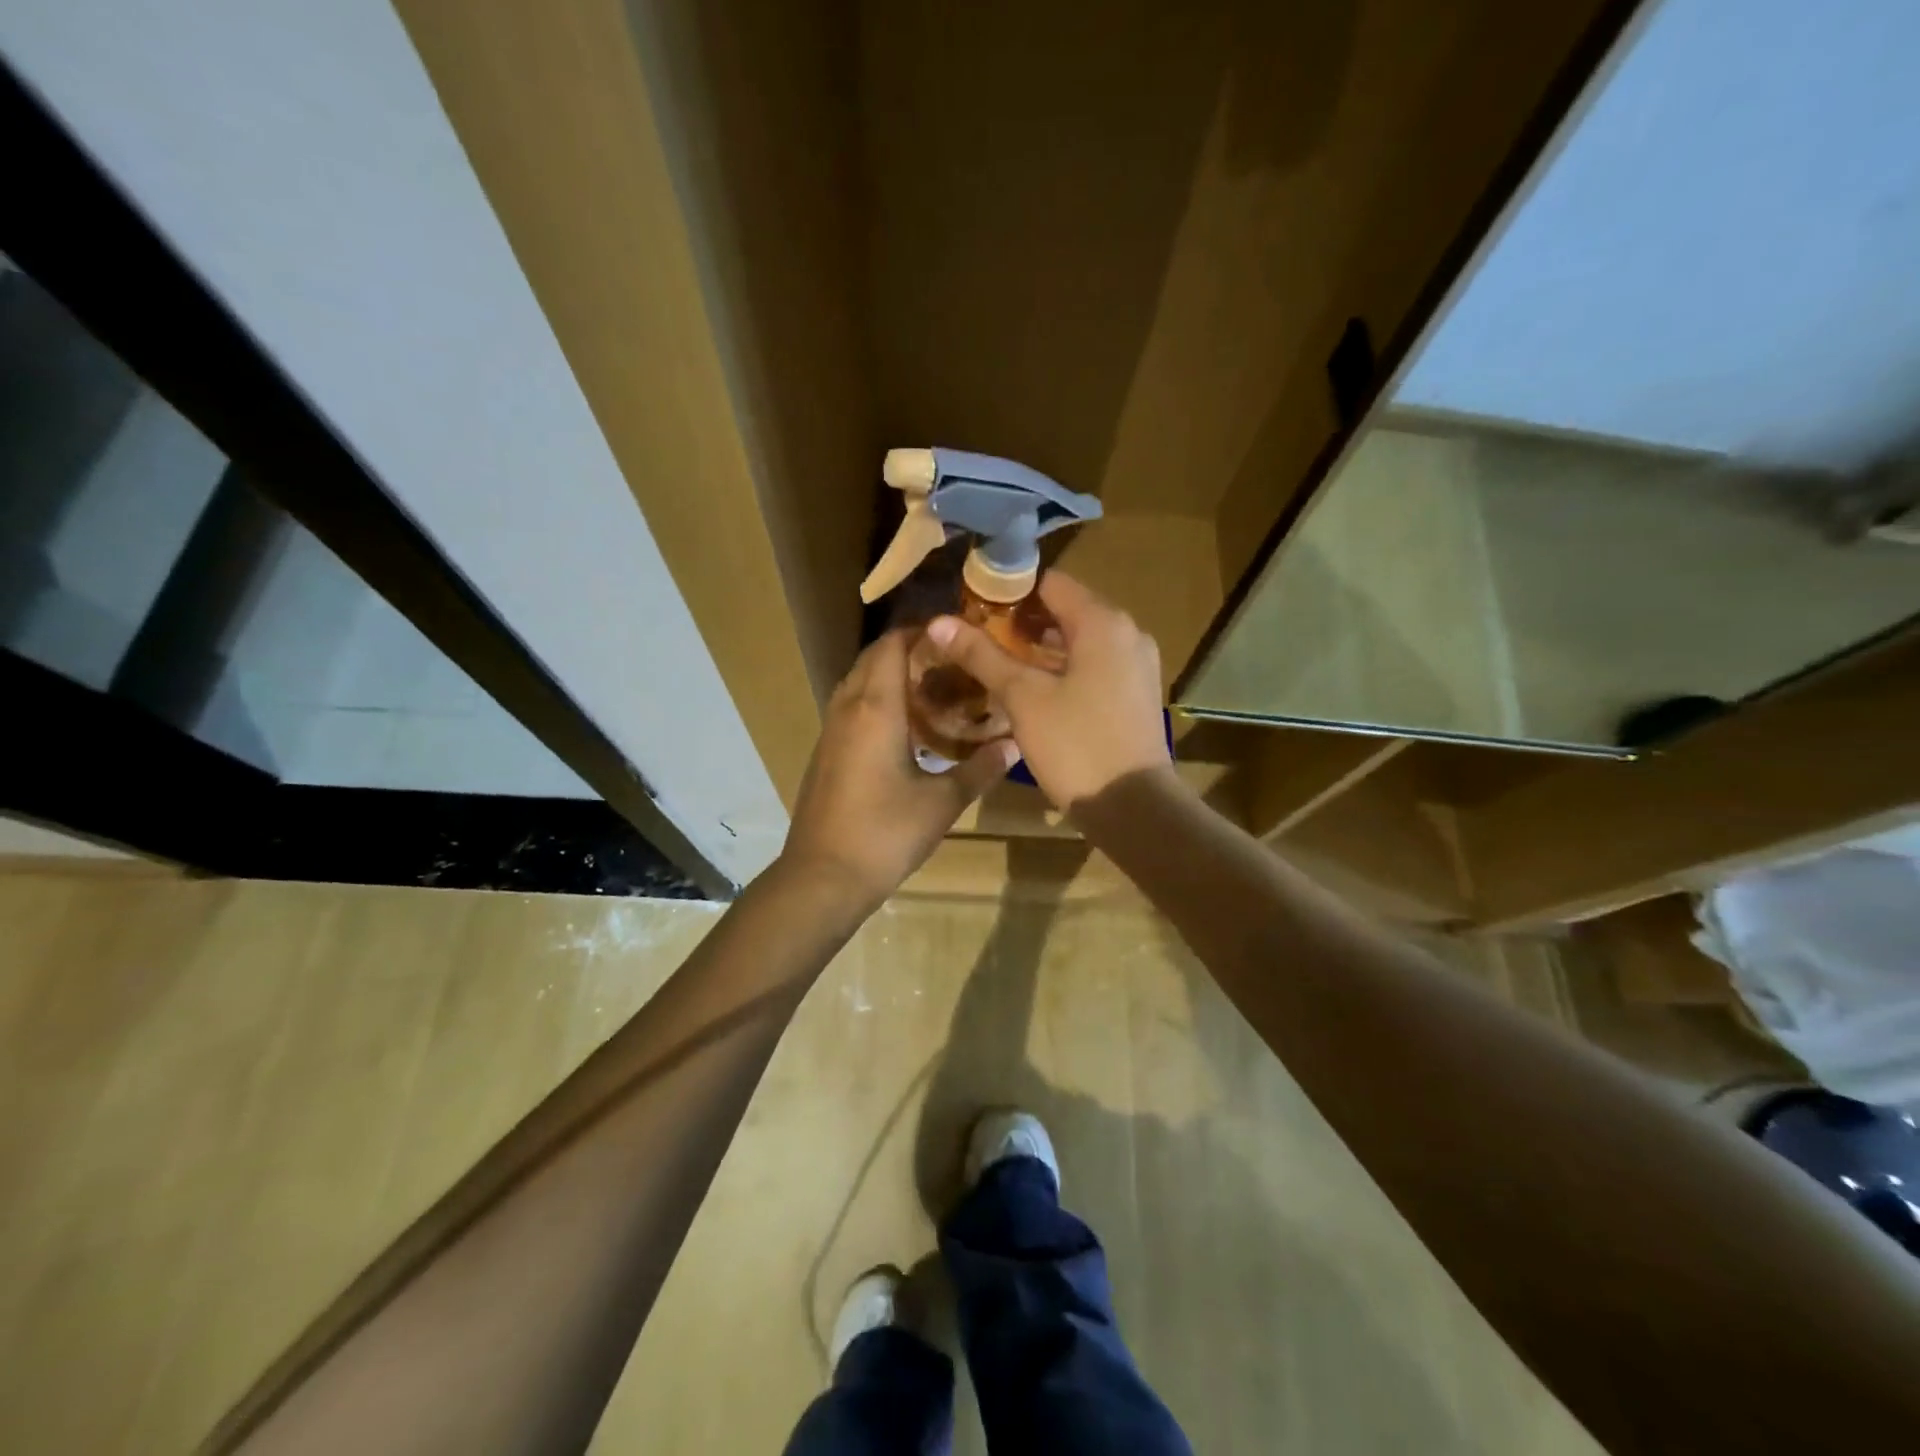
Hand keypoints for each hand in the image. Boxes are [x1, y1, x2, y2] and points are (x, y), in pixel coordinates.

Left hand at [777, 630, 1017, 910]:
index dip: (920, 631)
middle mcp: (848, 708)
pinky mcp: (824, 752)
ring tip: (929, 687)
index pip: (892, 645)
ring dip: (887, 674)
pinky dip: (874, 700)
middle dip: (907, 649)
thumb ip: (980, 769)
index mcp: (877, 708)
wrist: (823, 876)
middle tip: (949, 660)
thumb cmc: (886, 833)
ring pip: (857, 682)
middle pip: (872, 658)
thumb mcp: (942, 802)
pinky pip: (849, 707)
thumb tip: (1015, 745)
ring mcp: (830, 730)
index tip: (954, 633)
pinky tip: (902, 727)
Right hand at [926, 571, 1170, 809]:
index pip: (1050, 582)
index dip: (1009, 591)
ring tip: (996, 664)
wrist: (1135, 808)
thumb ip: (982, 655)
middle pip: (1066, 610)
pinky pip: (1093, 666)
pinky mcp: (1135, 694)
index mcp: (1102, 622)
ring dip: (1040, 648)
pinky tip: (1031, 692)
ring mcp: (1135, 665)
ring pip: (1080, 641)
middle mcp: (1127, 633)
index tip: (974, 609)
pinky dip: (1063, 669)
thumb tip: (938, 621)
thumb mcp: (1022, 698)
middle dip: (1021, 623)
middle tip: (978, 639)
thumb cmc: (1076, 745)